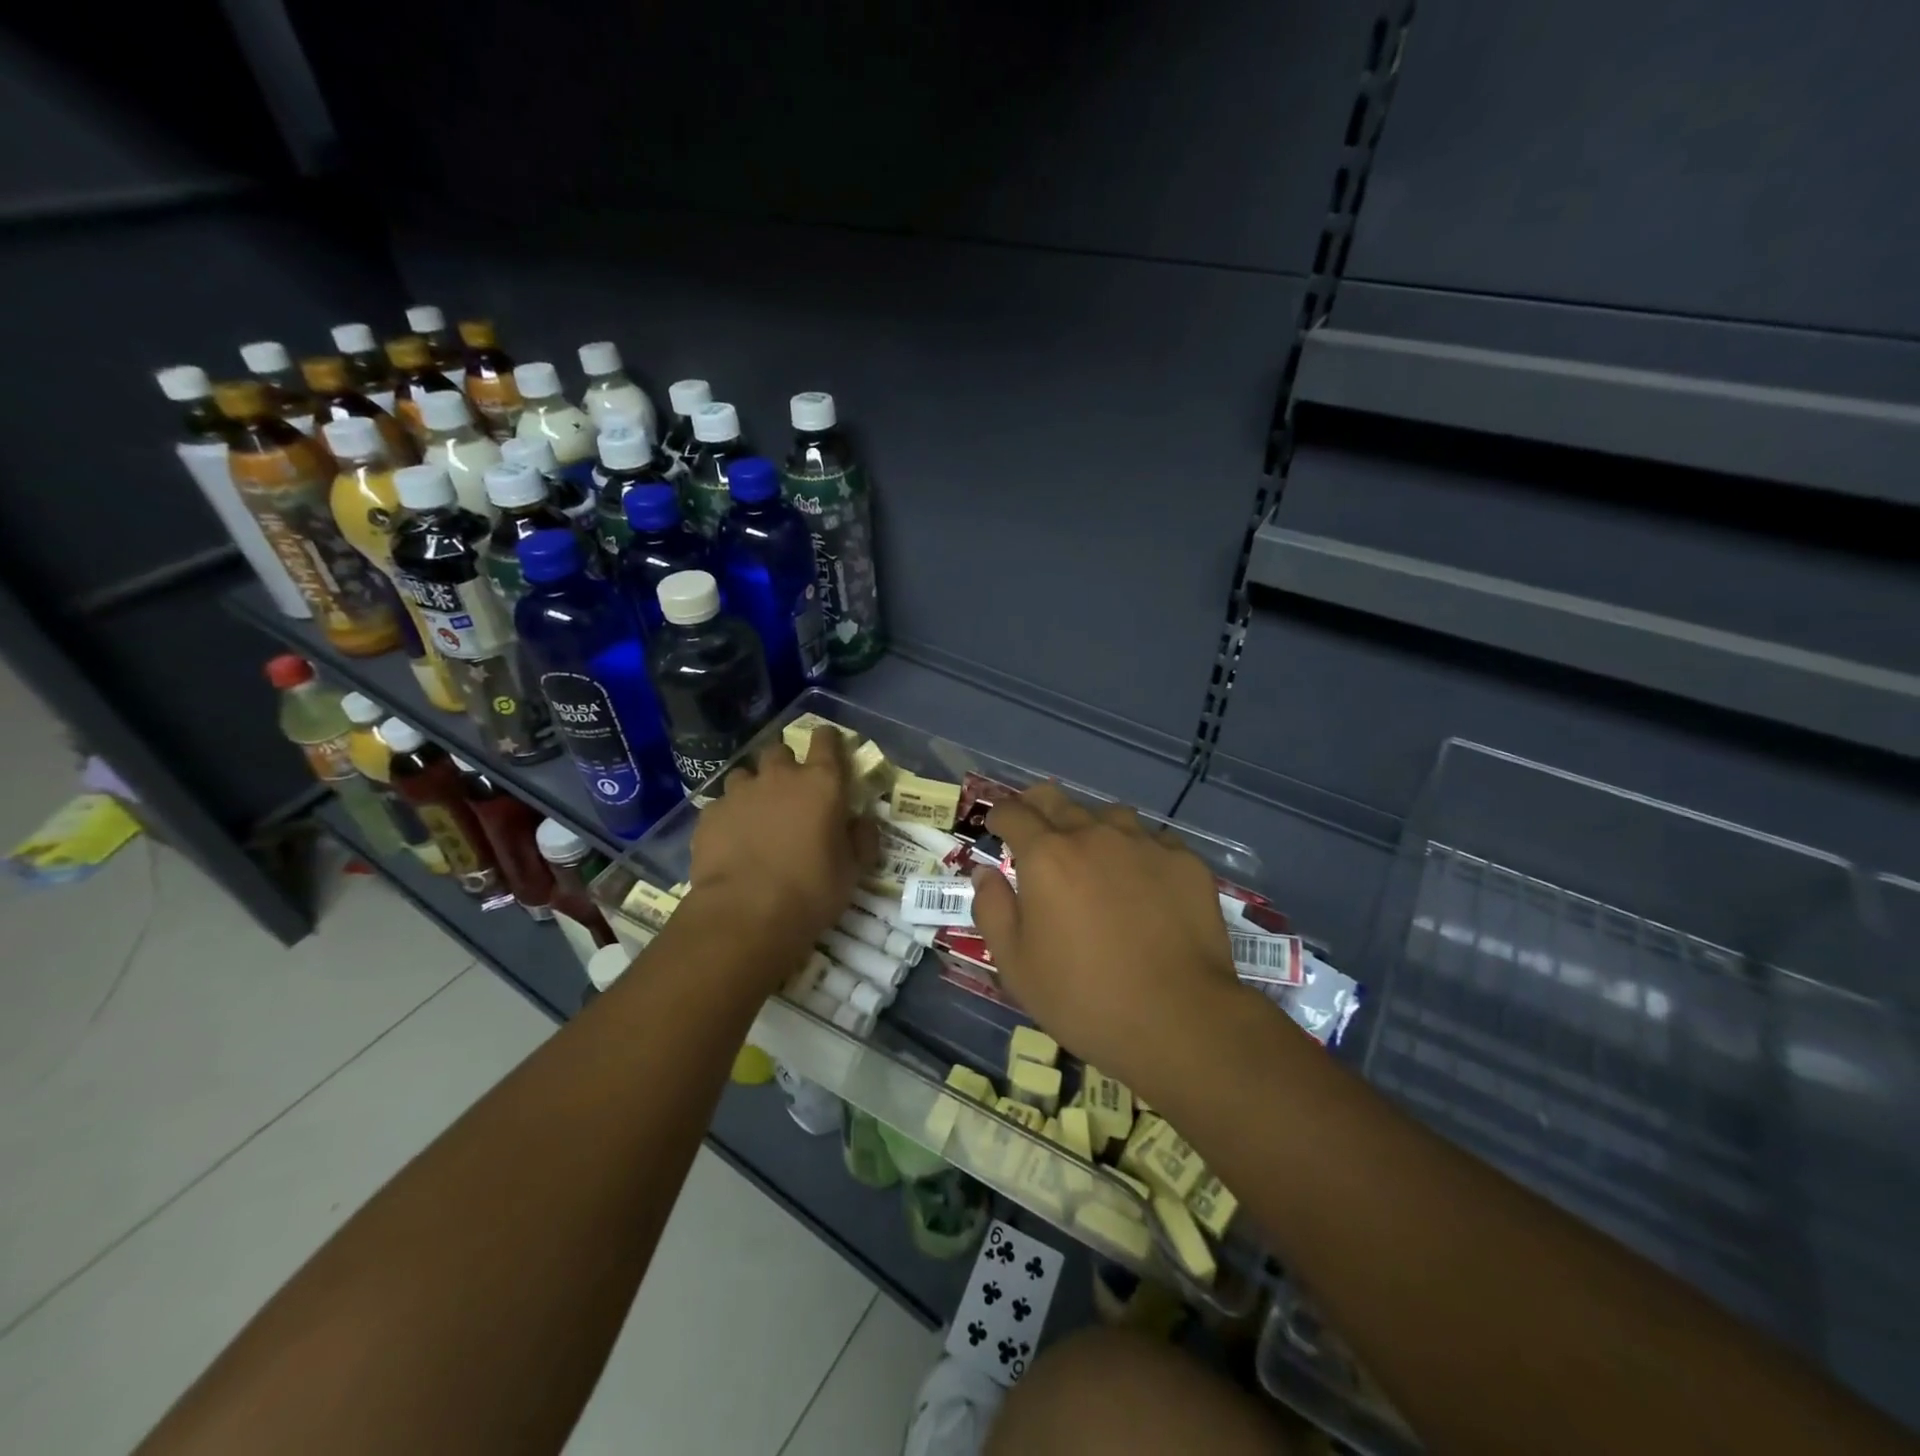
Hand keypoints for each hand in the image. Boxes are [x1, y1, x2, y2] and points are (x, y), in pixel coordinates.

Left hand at [687, 727, 875, 952]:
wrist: (746, 915)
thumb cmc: (811, 891)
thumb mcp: (853, 871)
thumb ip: (862, 838)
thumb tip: (862, 821)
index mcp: (822, 783)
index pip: (826, 740)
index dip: (828, 741)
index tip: (830, 750)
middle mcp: (780, 777)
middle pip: (780, 750)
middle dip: (785, 764)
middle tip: (790, 791)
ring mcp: (740, 793)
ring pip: (745, 774)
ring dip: (753, 788)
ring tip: (756, 815)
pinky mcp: (710, 814)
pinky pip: (721, 804)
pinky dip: (729, 816)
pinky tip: (731, 840)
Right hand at [969, 783, 1244, 1096]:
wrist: (1179, 1020)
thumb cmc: (1083, 998)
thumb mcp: (1015, 964)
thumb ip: (992, 909)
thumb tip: (986, 873)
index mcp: (1047, 856)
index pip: (1013, 813)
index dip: (999, 815)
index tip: (996, 826)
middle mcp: (1093, 835)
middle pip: (1057, 800)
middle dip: (1037, 808)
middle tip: (1035, 831)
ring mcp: (1144, 843)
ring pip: (1108, 815)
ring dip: (1091, 828)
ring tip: (1093, 857)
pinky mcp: (1185, 861)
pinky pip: (1152, 840)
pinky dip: (1137, 851)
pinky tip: (1143, 881)